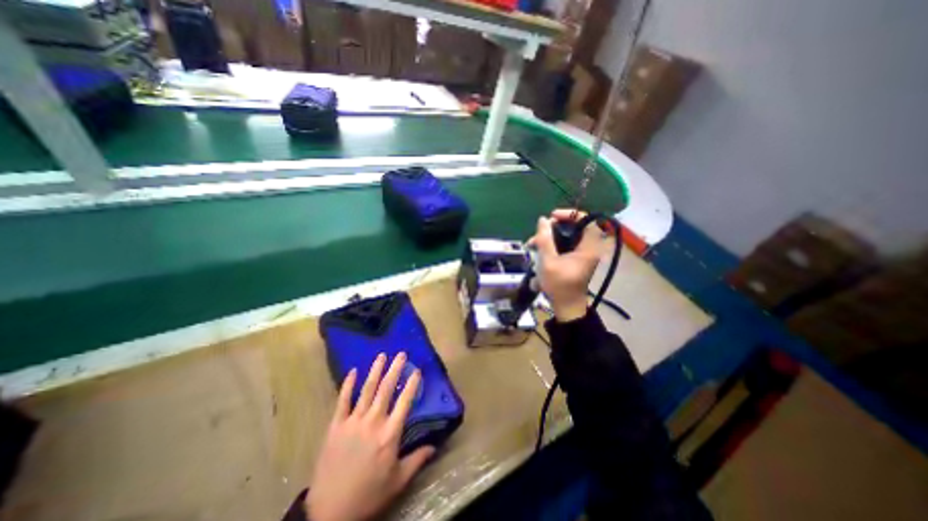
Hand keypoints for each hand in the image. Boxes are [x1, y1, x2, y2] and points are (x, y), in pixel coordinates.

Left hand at [305, 355, 435, 519]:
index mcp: (390, 434)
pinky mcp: (336, 425)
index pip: (405, 402)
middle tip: (401, 354)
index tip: (417, 370)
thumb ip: (417, 460)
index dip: (412, 384)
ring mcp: (353, 421)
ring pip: (367, 390)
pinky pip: (343, 400)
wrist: (329, 512)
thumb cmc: (368, 494)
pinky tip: (353, 371)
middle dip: (395, 369)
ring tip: (382, 355)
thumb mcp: (398, 481)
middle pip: (386, 389)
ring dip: (375, 370)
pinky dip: (348, 385)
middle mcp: (373, 421)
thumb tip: (434, 446)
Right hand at [524, 208, 605, 321]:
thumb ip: (544, 240)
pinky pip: (565, 245)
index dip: (568, 214)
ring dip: (549, 238)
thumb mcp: (548, 262)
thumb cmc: (559, 285)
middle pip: (574, 227)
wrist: (566, 307)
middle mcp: (589, 248)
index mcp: (589, 247)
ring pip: (567, 237)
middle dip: (553, 228)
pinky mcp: (576, 259)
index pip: (585, 220)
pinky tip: (539, 251)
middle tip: (538, 234)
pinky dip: (552, 245)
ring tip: (532, 244)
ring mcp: (583, 254)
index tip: (551, 217)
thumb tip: (542, 220)